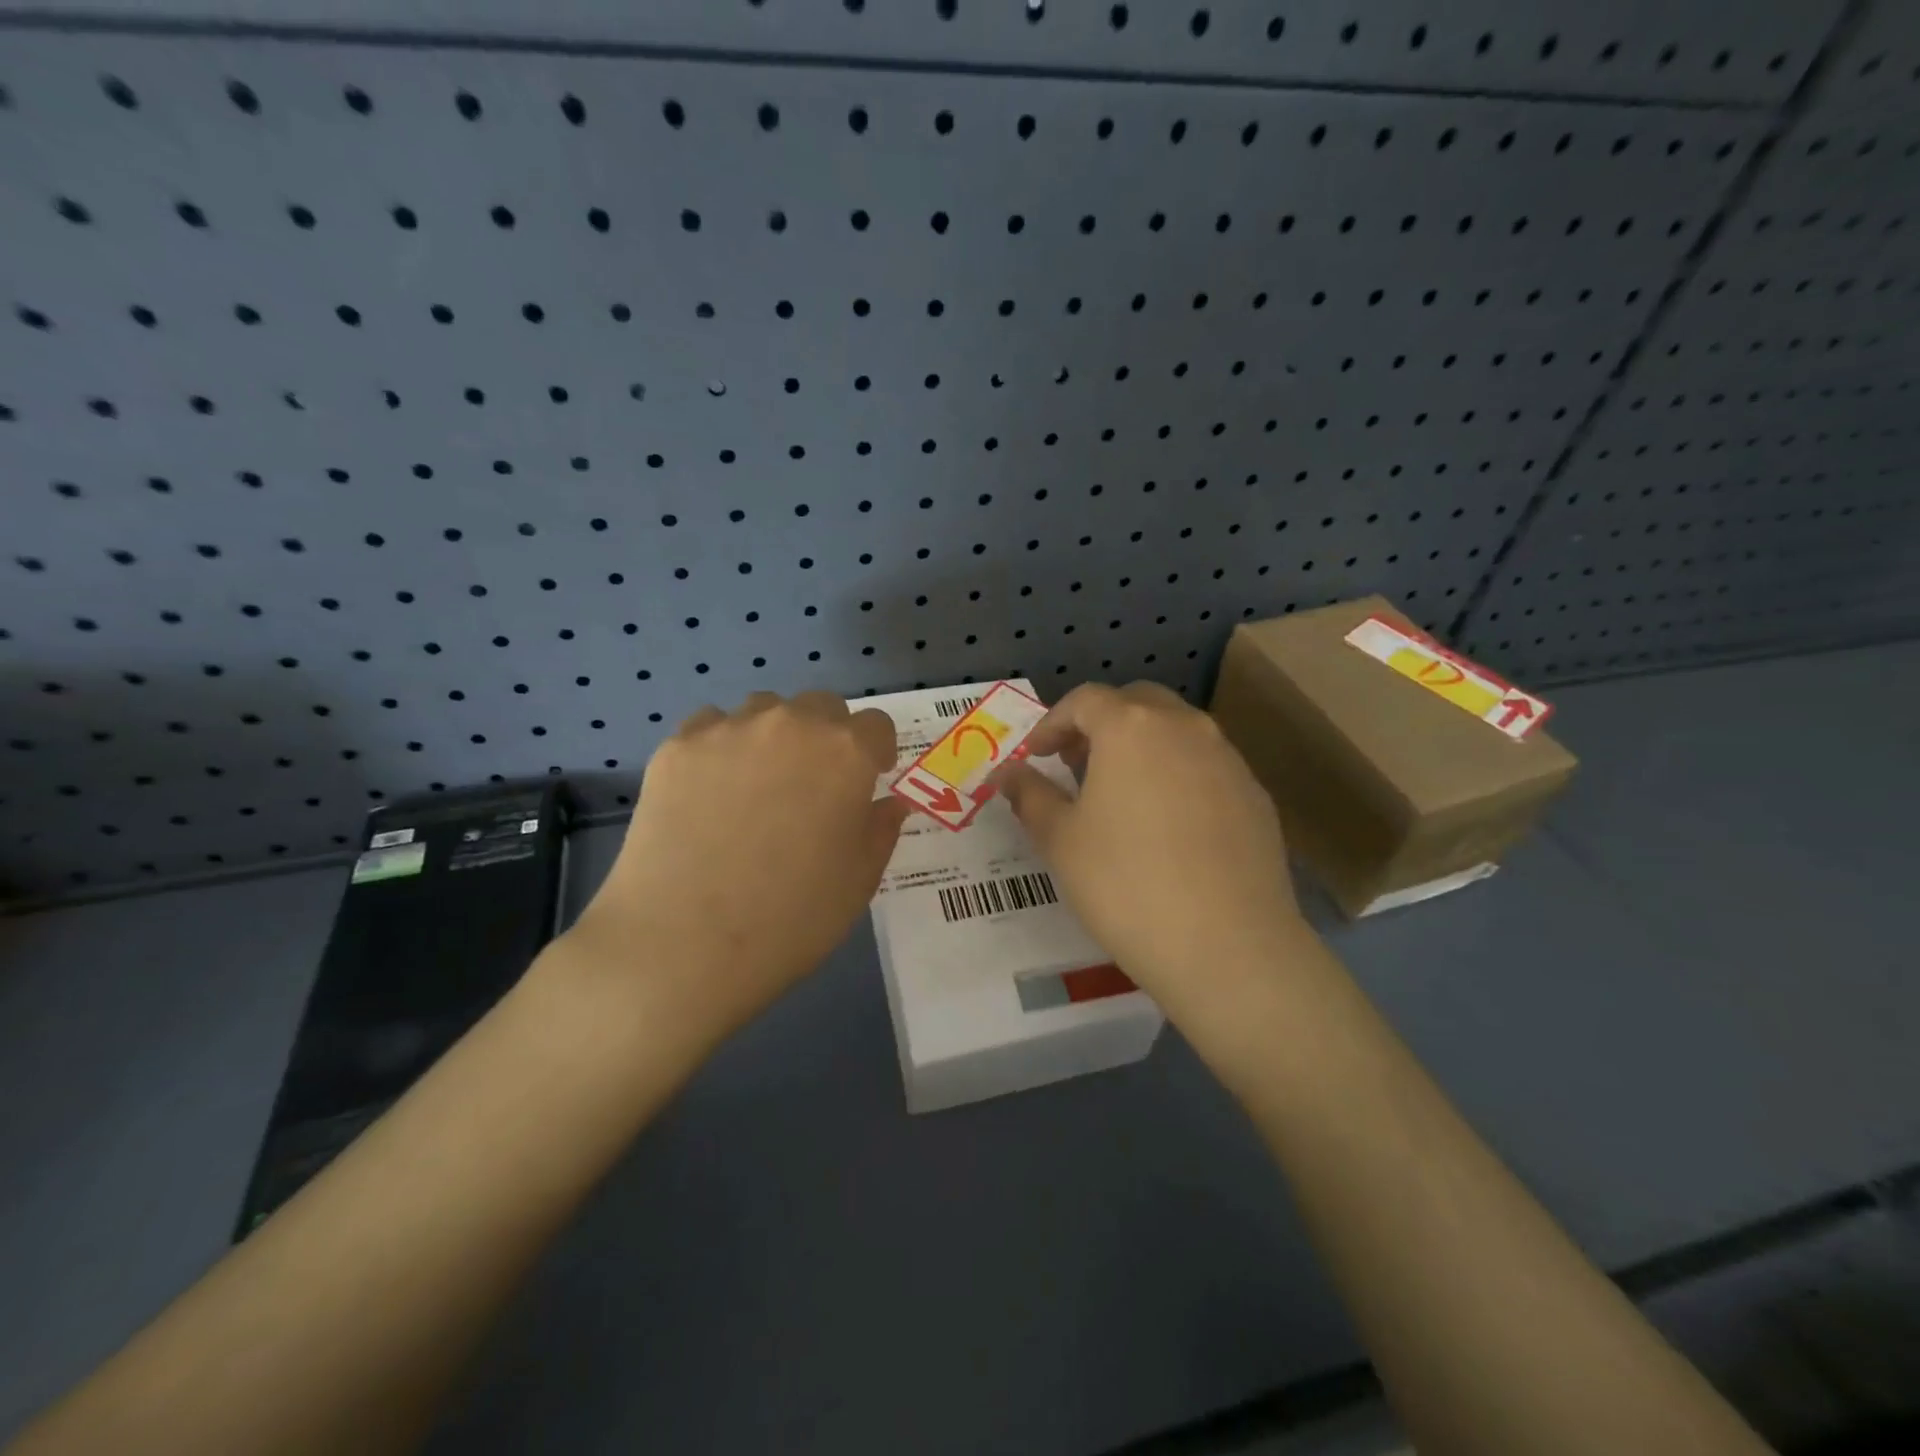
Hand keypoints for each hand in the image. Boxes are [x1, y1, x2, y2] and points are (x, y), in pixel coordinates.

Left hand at [565, 691, 909, 1034]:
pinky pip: (710, 727)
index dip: (876, 753)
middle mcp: (791, 725)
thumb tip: (887, 802)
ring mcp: (729, 730)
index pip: (876, 725)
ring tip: (756, 785)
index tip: (867, 782)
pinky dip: (721, 747)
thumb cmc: (790, 918)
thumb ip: (881, 829)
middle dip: (827, 736)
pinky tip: (709, 792)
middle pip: (821, 706)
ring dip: (774, 735)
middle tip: (812, 786)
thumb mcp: (859, 880)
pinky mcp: (677, 747)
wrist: (682, 943)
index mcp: (845, 754)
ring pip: (764, 710)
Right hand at [991, 683, 1305, 1014]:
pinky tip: (1168, 825)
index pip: (1085, 700)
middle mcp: (1185, 728)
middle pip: (1137, 703)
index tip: (1037, 754)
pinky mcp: (1256, 795)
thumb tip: (1009, 773)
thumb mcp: (1060, 840)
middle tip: (1077, 763)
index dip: (1053, 722)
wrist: (1227, 945)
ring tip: (1121, 793)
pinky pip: (1207, 766)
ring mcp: (1228, 759)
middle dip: (1101, 724)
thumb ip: (1030, 796)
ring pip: (1177, 732)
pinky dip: (1178, 775)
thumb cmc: (1126, 885)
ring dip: (1142, 746)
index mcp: (1131, 728)